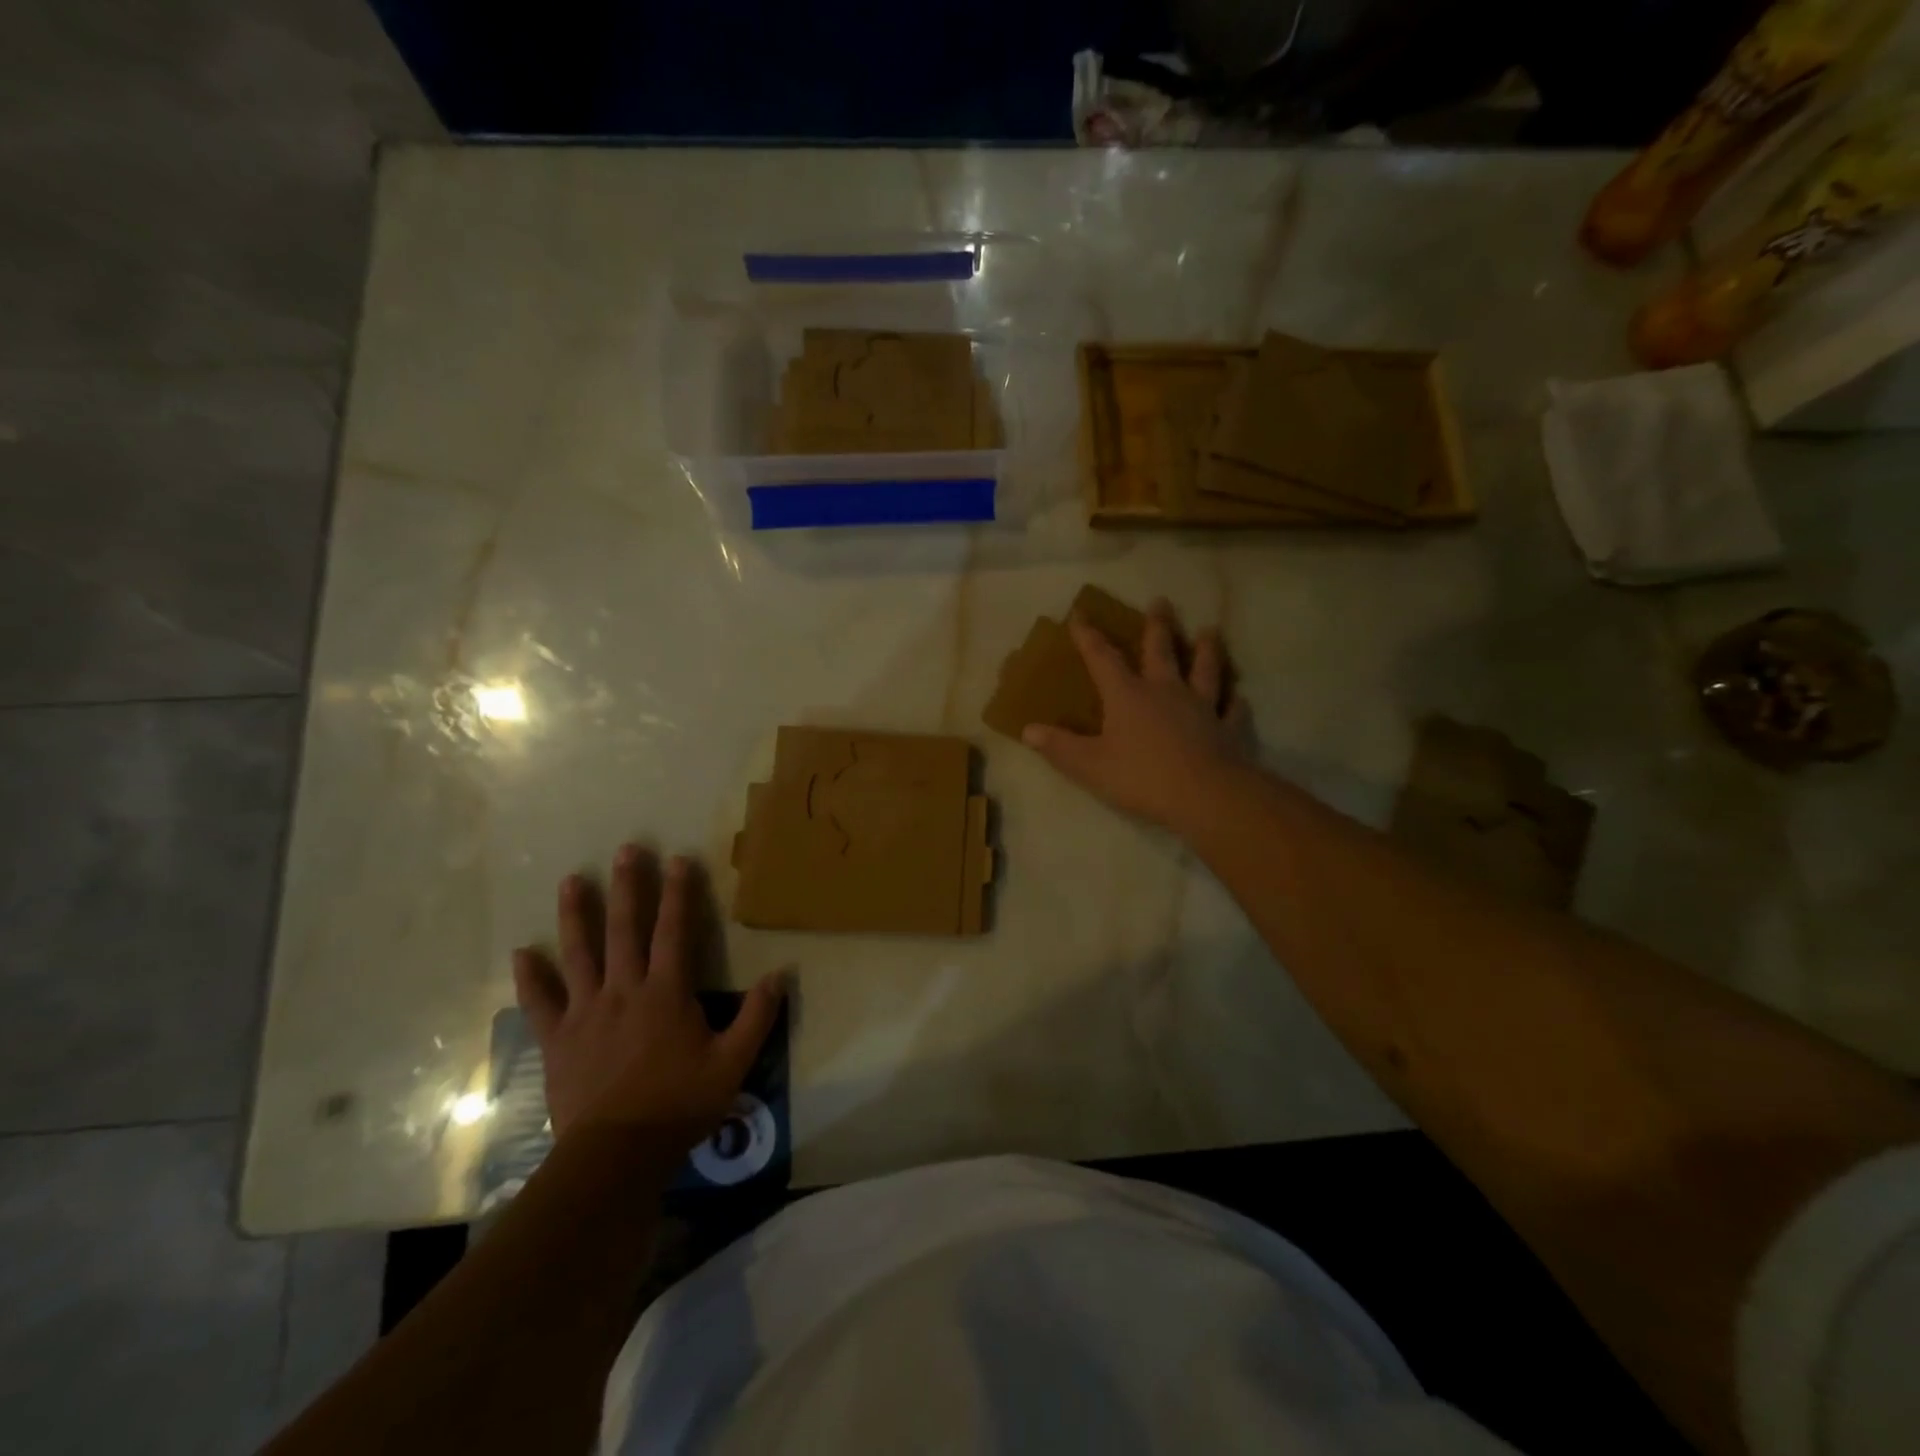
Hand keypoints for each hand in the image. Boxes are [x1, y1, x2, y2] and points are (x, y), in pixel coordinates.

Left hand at [512, 847, 782, 1146]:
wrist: (615, 1155)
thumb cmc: (679, 1105)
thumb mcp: (733, 1063)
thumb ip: (757, 1016)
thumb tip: (781, 974)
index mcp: (666, 993)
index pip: (675, 931)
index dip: (679, 893)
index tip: (679, 859)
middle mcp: (624, 990)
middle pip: (624, 929)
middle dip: (627, 887)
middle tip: (626, 850)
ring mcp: (586, 1012)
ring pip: (578, 954)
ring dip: (575, 915)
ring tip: (570, 881)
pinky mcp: (558, 1038)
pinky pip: (541, 1002)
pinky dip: (531, 977)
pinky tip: (522, 952)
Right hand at [1023, 598, 1251, 833]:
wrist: (1204, 796)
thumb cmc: (1141, 777)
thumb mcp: (1089, 765)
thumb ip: (1059, 747)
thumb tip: (1028, 730)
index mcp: (1127, 695)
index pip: (1103, 658)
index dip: (1088, 636)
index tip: (1079, 614)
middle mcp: (1165, 691)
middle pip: (1160, 650)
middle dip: (1157, 625)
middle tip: (1161, 601)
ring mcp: (1201, 707)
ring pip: (1205, 669)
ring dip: (1206, 649)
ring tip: (1209, 630)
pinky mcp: (1227, 729)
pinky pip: (1232, 710)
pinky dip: (1234, 701)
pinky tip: (1237, 697)